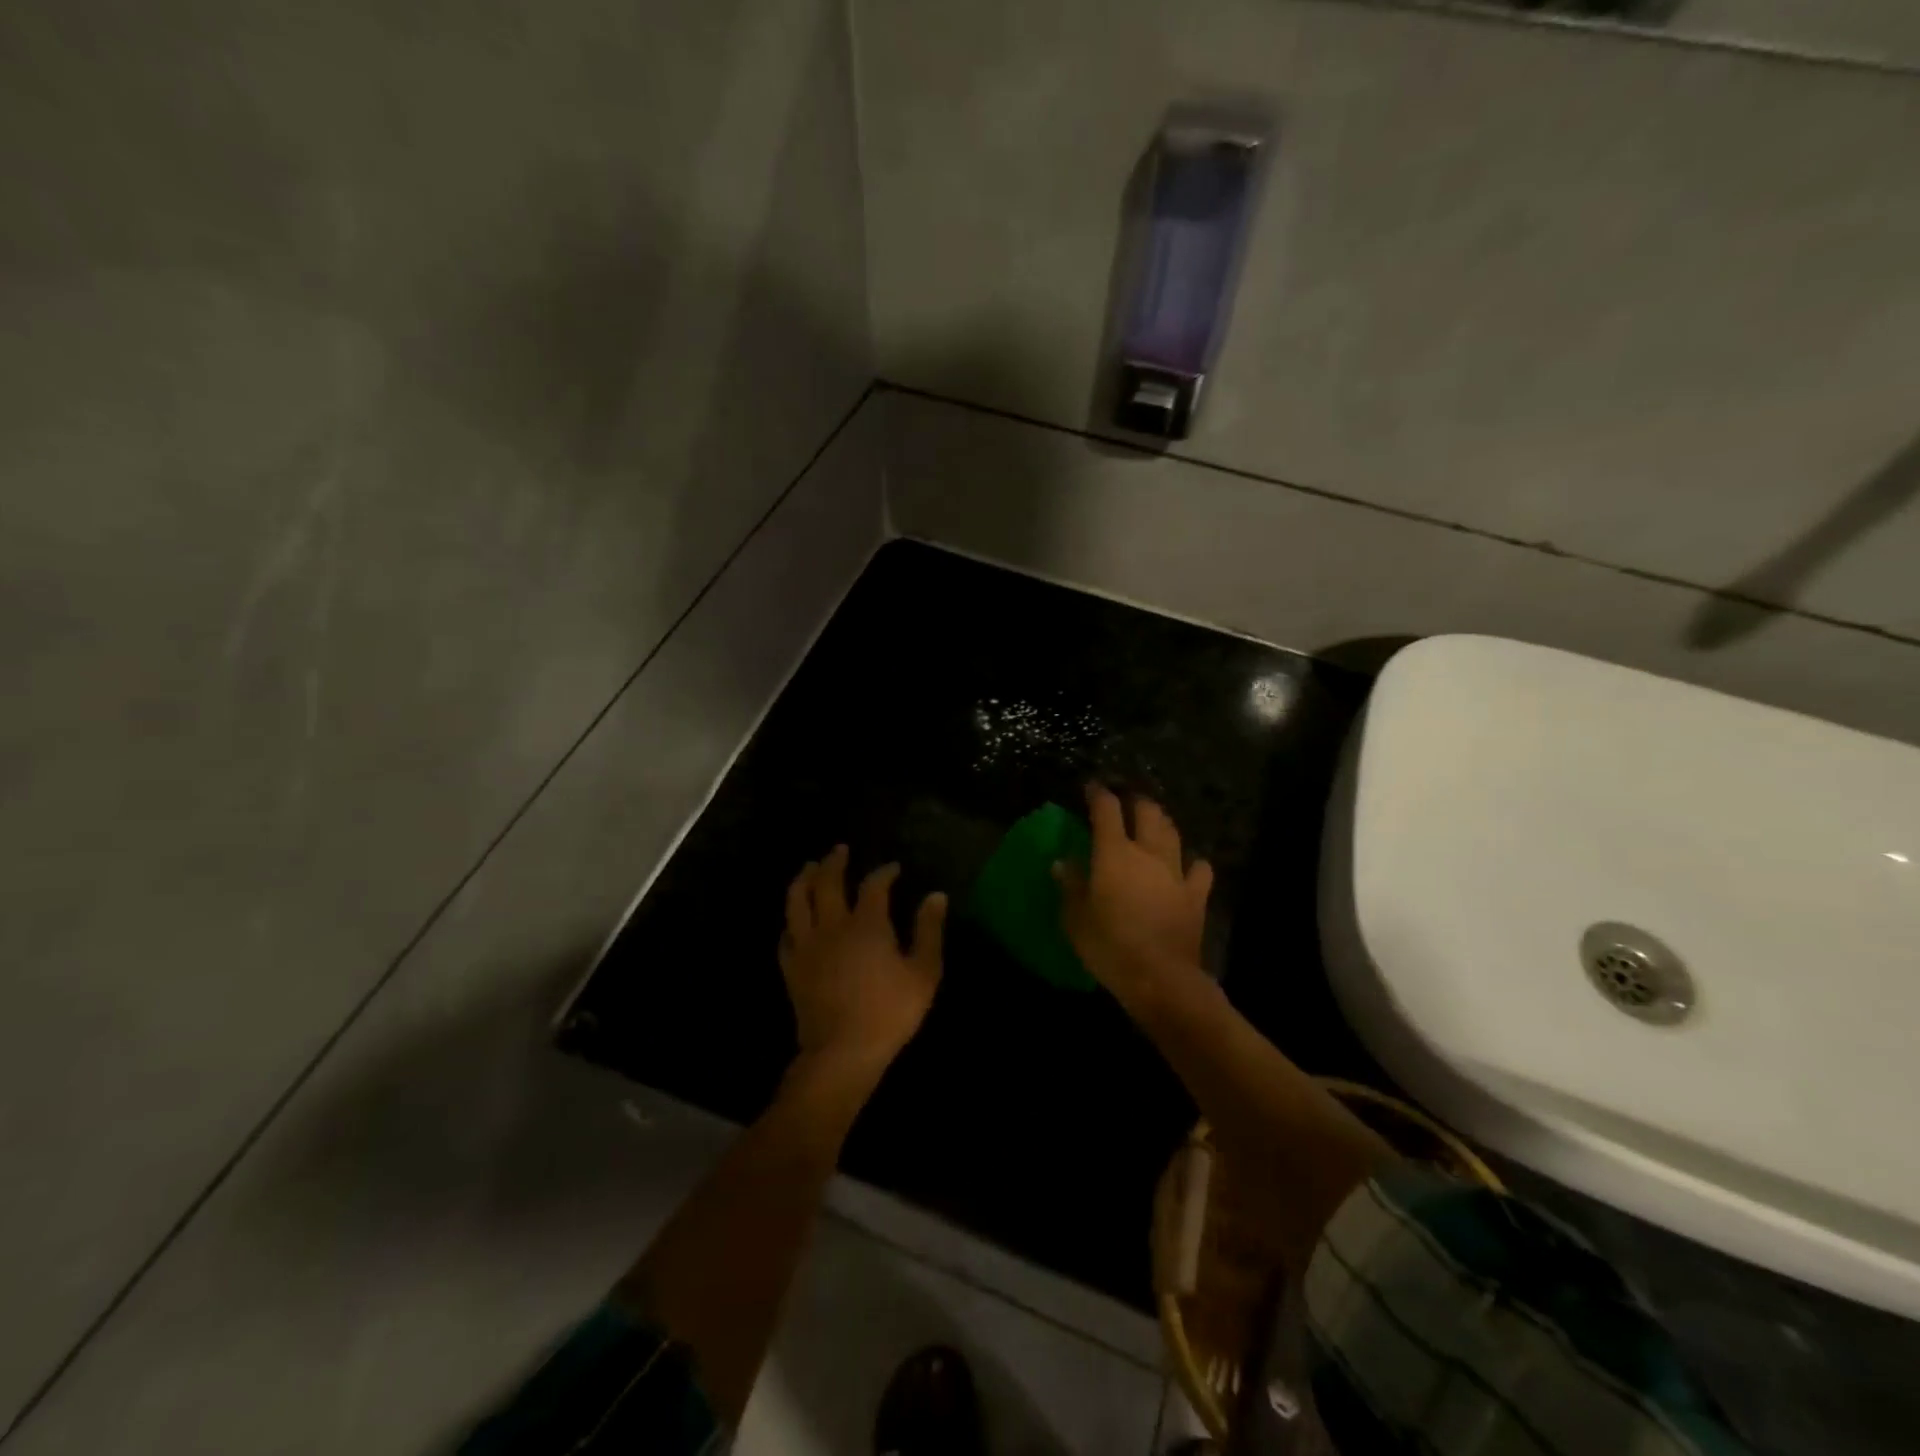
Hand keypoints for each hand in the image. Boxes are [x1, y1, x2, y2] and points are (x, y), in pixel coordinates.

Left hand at [779, 845, 947, 1088]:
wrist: (842, 1052)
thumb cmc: (889, 1012)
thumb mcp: (924, 972)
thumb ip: (929, 931)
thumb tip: (936, 896)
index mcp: (867, 924)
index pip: (874, 885)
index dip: (884, 872)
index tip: (893, 868)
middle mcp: (832, 926)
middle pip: (827, 882)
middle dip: (834, 862)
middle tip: (839, 850)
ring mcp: (807, 946)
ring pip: (797, 901)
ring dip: (804, 879)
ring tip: (809, 868)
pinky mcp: (791, 968)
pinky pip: (786, 936)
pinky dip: (791, 922)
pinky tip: (795, 921)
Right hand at [1055, 784, 1212, 1010]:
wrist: (1160, 977)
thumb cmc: (1109, 946)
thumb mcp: (1075, 918)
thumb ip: (1070, 885)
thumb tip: (1062, 862)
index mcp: (1114, 853)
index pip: (1107, 809)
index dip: (1098, 793)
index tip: (1090, 787)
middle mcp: (1148, 853)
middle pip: (1147, 811)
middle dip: (1135, 800)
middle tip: (1124, 800)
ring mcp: (1177, 872)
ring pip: (1173, 832)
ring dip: (1162, 822)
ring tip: (1153, 822)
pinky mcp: (1197, 895)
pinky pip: (1200, 868)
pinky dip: (1192, 861)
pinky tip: (1186, 865)